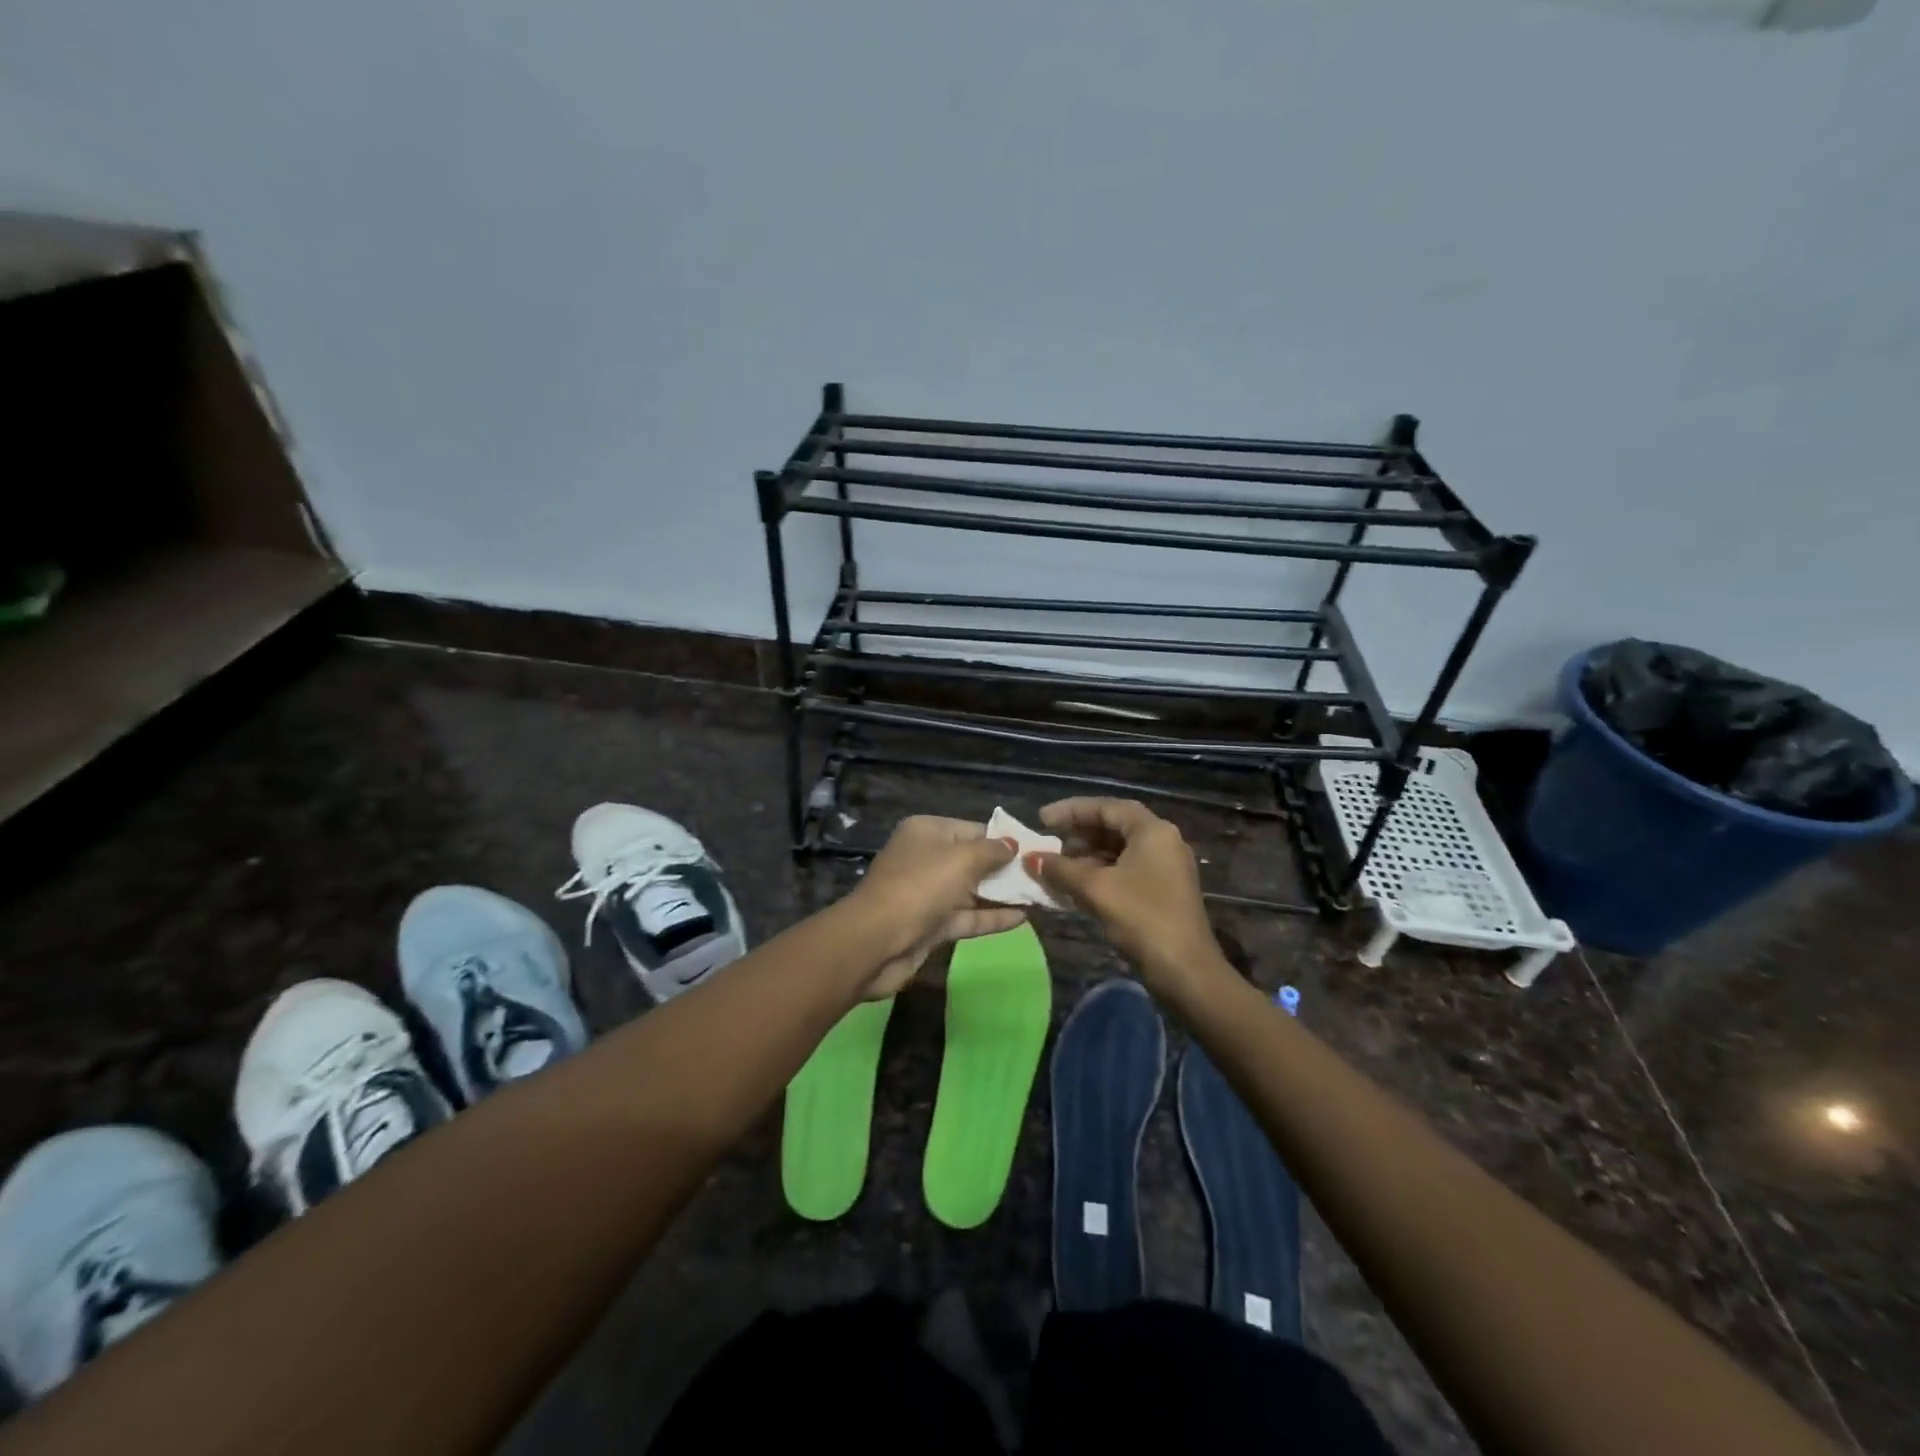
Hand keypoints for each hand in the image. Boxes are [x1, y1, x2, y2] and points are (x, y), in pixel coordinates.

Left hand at [848, 816, 1026, 999]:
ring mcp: (928, 894)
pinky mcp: (931, 925)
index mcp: (927, 832)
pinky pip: (967, 916)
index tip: (1035, 849)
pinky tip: (1024, 918)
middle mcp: (926, 858)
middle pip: (973, 860)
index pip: (972, 829)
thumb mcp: (961, 860)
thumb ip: (991, 852)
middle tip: (1044, 875)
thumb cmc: (920, 887)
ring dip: (1003, 895)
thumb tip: (1013, 845)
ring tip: (1041, 896)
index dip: (1003, 839)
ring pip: (972, 891)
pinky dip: (992, 917)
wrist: (875, 942)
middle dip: (1006, 869)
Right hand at [1028, 798, 1221, 996]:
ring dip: (1088, 855)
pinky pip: (1126, 869)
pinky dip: (1101, 872)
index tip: (1042, 819)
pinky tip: (1077, 885)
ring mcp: (1166, 866)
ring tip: (1058, 865)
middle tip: (1049, 840)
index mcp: (1152, 831)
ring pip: (1120, 849)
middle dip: (1079, 832)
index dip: (1071, 810)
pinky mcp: (1164, 889)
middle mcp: (1163, 841)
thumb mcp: (1095, 889)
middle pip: (1115, 826)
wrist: (1185, 970)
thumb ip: (1061, 869)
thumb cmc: (1142, 918)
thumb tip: (1032, 858)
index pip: (1107, 807)